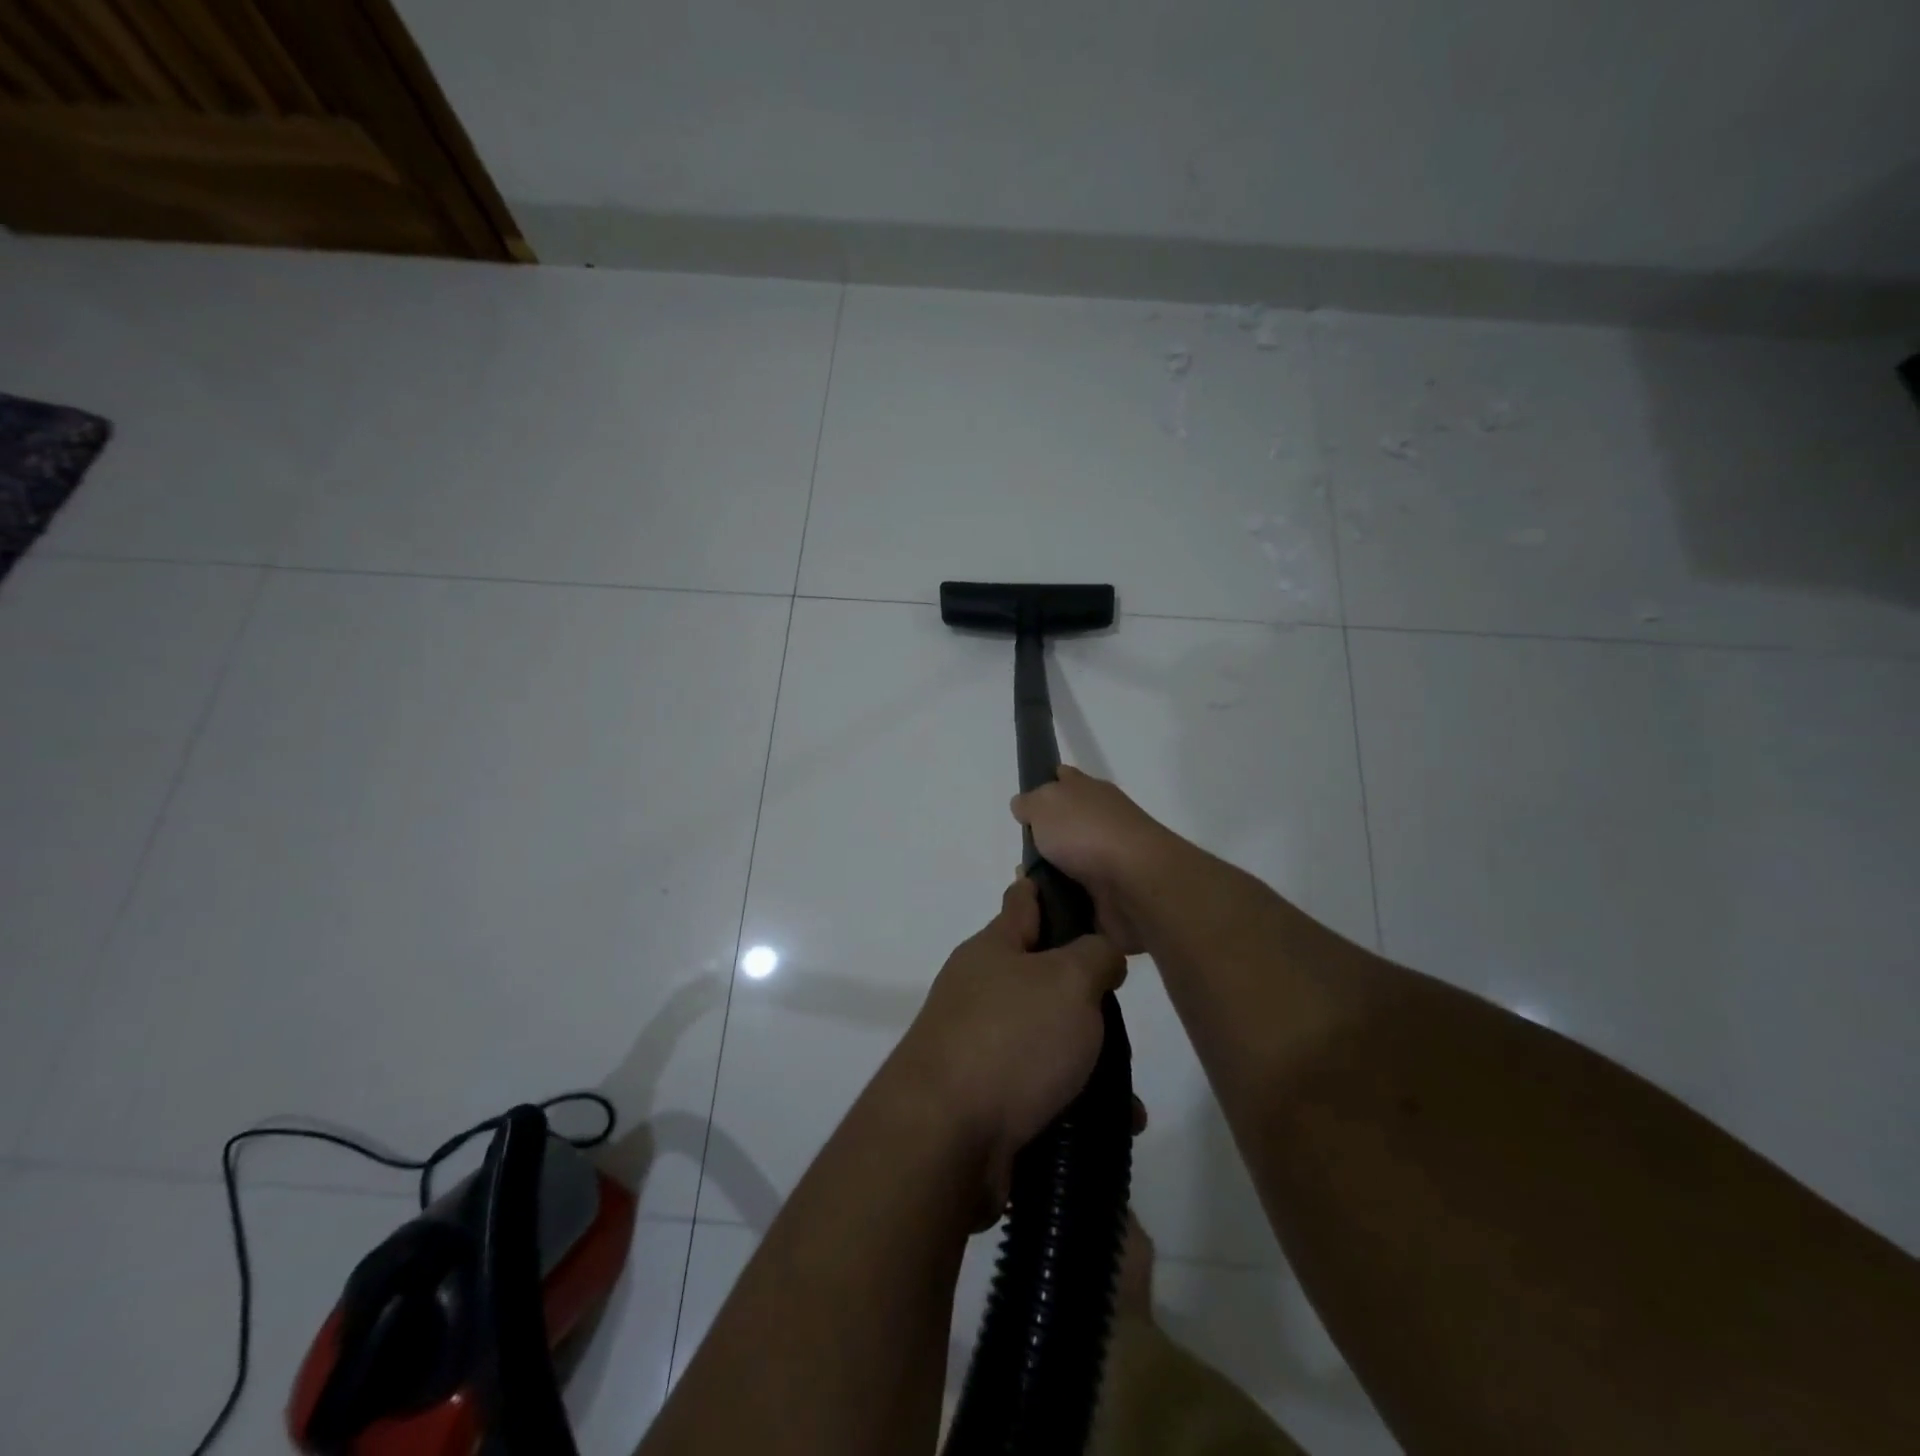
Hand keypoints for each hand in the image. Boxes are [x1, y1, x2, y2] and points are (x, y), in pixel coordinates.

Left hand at [889, 878, 1126, 1217]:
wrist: (945, 1139)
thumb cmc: (1010, 1039)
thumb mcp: (1068, 980)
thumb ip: (1095, 956)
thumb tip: (1100, 955)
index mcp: (993, 949)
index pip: (1023, 902)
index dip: (1047, 889)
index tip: (1075, 883)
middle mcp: (981, 991)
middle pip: (1041, 976)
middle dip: (1084, 992)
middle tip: (1121, 1005)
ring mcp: (980, 1045)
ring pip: (1048, 1039)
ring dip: (1089, 1059)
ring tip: (1128, 1087)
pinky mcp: (987, 1098)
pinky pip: (1044, 1090)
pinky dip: (1078, 1102)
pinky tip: (1115, 1124)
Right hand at [1011, 767, 1173, 954]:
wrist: (1135, 883)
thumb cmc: (1087, 832)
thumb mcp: (1045, 803)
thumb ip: (1030, 802)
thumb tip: (1024, 805)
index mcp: (1090, 792)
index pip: (1065, 780)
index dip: (1046, 786)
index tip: (1026, 806)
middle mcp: (1102, 822)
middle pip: (1065, 826)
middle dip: (1041, 842)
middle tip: (1020, 858)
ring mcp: (1109, 859)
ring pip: (1068, 865)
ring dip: (1048, 876)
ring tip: (1026, 889)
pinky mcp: (1111, 894)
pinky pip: (1076, 897)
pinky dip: (1060, 902)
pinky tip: (1042, 908)